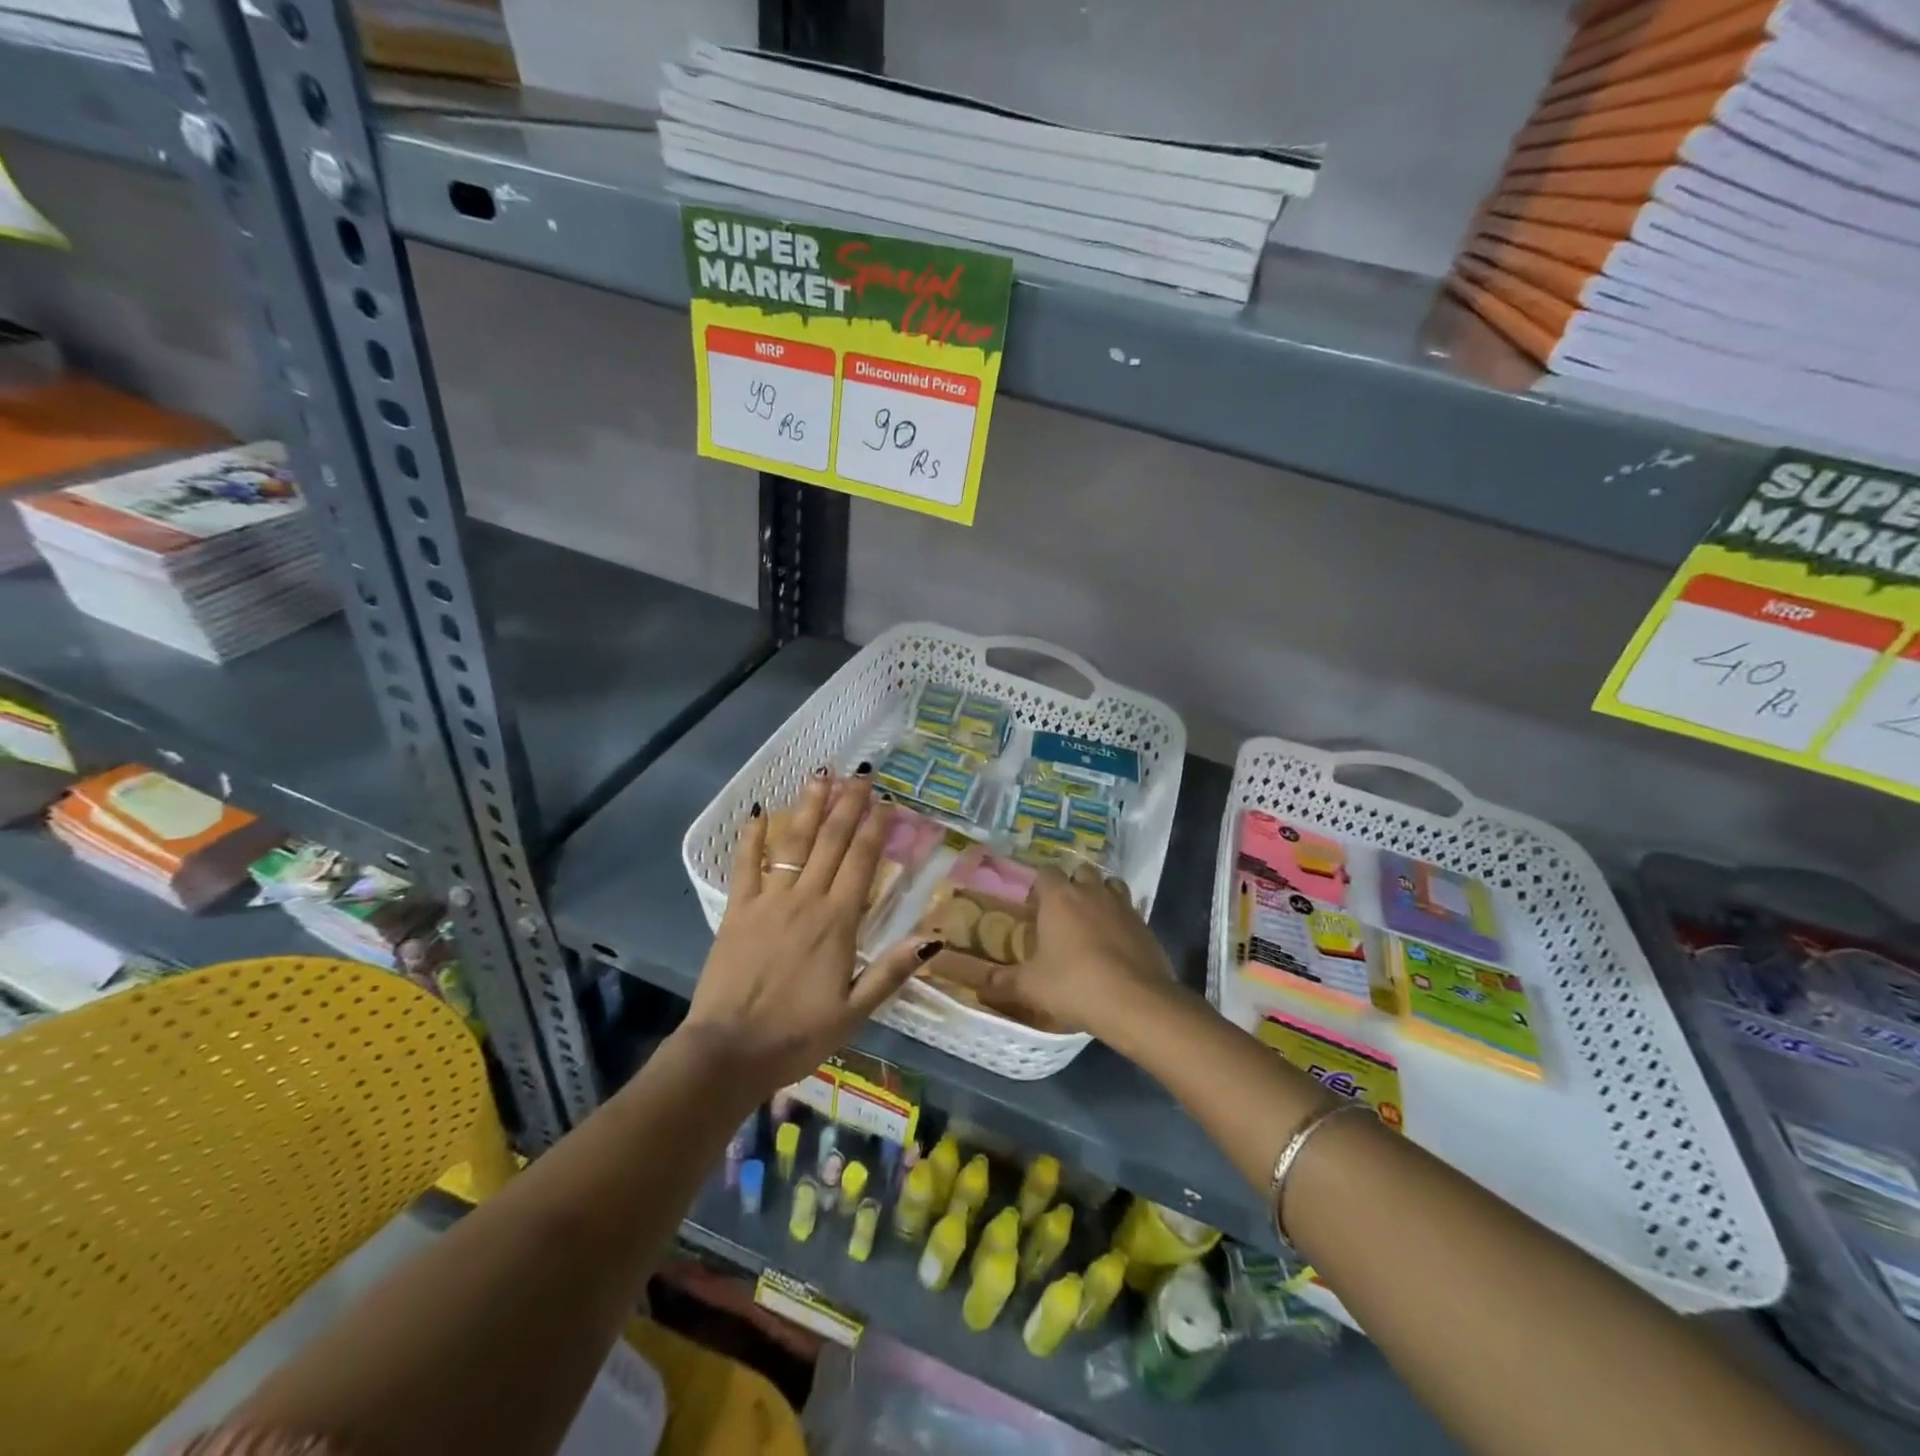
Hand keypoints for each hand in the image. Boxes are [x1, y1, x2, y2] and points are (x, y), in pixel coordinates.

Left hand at [682, 769, 938, 1091]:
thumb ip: (892, 970)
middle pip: (832, 842)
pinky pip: (746, 866)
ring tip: (821, 775)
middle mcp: (806, 900)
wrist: (730, 1051)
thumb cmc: (798, 1035)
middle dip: (848, 805)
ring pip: (794, 844)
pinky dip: (753, 837)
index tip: (887, 800)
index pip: (862, 862)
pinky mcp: (737, 910)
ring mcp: (769, 901)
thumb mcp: (856, 1012)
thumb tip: (934, 937)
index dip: (876, 828)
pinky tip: (760, 811)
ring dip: (809, 807)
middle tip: (861, 773)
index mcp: (838, 922)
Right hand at [976, 861, 1177, 1040]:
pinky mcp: (1145, 925)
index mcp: (1059, 897)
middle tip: (1063, 913)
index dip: (1039, 886)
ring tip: (1092, 922)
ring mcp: (1123, 906)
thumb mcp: (1031, 986)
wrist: (1135, 1002)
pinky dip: (1121, 921)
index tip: (1034, 906)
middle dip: (1073, 885)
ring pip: (1111, 886)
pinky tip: (1115, 945)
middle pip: (1081, 872)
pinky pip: (1130, 912)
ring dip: (1101, 896)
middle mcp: (1092, 892)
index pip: (1046, 872)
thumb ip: (1003, 982)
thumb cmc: (1074, 984)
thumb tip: (979, 984)